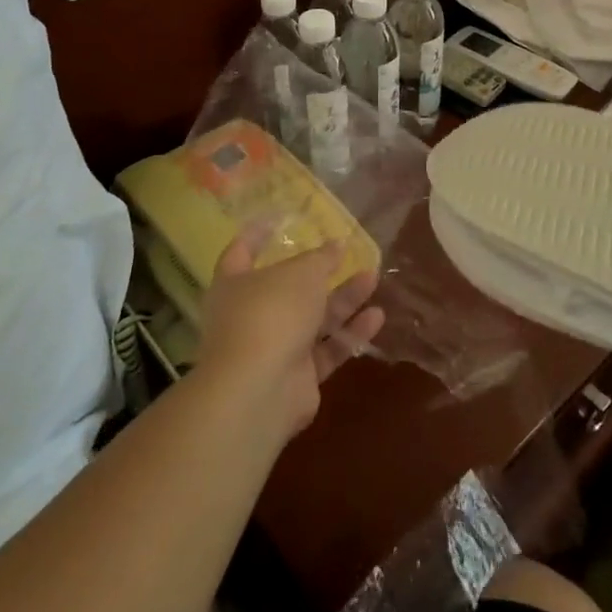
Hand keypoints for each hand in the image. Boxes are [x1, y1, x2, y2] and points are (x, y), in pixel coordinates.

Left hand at [195, 226, 384, 445]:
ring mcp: (272, 348)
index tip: (276, 221)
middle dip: (319, 272)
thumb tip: (337, 245)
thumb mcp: (302, 273)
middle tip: (347, 254)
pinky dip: (349, 334)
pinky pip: (326, 350)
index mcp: (235, 285)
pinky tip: (377, 317)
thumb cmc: (271, 313)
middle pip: (287, 289)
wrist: (258, 391)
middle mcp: (250, 315)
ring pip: (312, 319)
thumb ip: (321, 258)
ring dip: (343, 300)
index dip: (256, 236)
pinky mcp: (296, 378)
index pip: (240, 253)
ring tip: (373, 278)